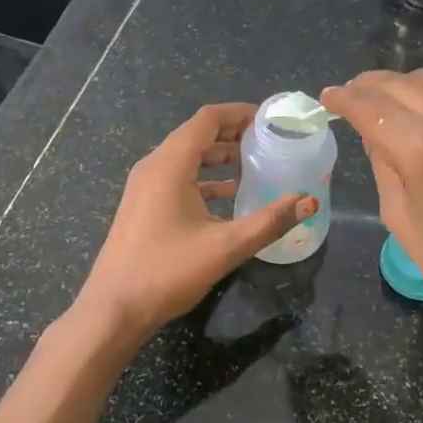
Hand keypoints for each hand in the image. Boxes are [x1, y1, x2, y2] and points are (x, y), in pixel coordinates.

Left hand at [76, 103, 316, 343]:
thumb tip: (309, 201)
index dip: (239, 113)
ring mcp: (145, 186)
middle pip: (197, 134)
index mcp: (170, 164)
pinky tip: (228, 196)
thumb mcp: (226, 246)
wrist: (114, 309)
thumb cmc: (167, 271)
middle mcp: (154, 166)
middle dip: (233, 133)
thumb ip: (270, 221)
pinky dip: (204, 178)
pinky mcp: (143, 205)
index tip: (269, 119)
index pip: (207, 119)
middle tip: (268, 141)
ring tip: (254, 164)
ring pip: (187, 157)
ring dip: (219, 156)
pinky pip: (178, 177)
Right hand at [321, 70, 422, 367]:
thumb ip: (383, 166)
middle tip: (349, 96)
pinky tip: (422, 113)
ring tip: (382, 101)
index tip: (327, 98)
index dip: (344, 99)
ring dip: (401, 86)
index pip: (372, 106)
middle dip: (368, 86)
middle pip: (400, 83)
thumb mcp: (403, 222)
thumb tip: (375, 134)